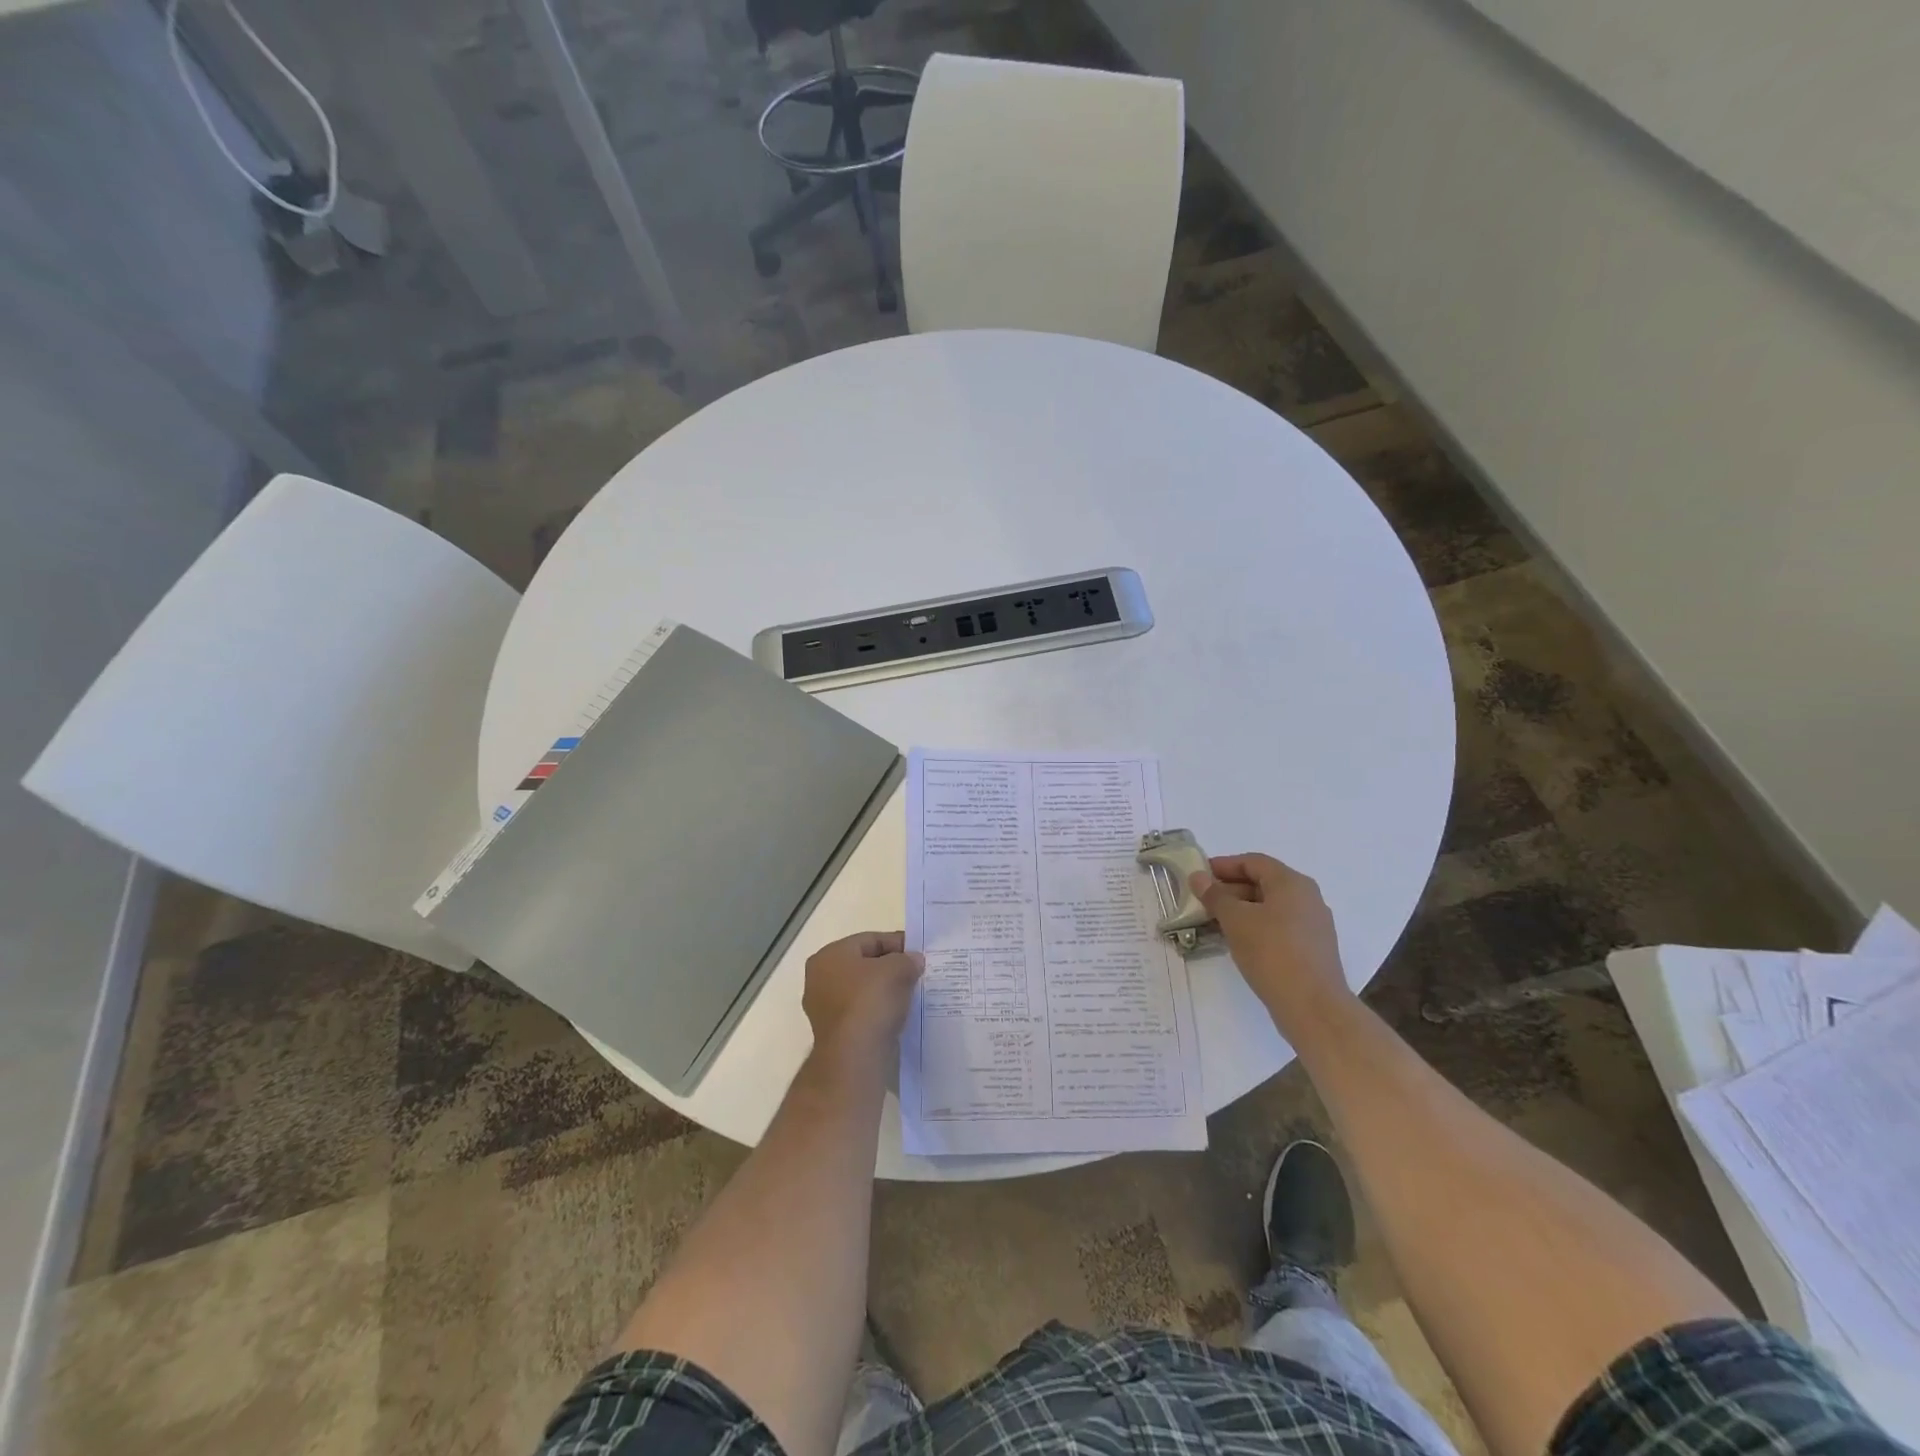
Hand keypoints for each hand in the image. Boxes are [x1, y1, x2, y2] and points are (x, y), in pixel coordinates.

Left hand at [801, 931, 923, 1068]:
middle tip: (917, 972)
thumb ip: (907, 959)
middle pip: (864, 965)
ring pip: (863, 991)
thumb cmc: (870, 1002)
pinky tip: (899, 1015)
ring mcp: (825, 1009)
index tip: (919, 953)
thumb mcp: (897, 969)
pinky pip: (863, 1013)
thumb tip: (914, 960)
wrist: (855, 1057)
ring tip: (912, 994)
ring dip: (886, 991)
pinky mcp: (835, 1034)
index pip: (869, 940)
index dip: (897, 943)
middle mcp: (820, 979)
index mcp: (829, 956)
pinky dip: (880, 1012)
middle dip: (891, 967)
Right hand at [1191, 853, 1353, 1034]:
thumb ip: (1215, 895)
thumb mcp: (1235, 920)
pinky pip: (1279, 927)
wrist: (1313, 1007)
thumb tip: (1198, 877)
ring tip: (1214, 923)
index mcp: (1292, 883)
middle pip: (1263, 883)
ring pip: (1271, 907)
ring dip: (1241, 910)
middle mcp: (1307, 898)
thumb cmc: (1272, 953)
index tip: (1199, 876)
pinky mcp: (1313, 949)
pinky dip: (1256, 927)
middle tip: (1202, 901)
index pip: (1253, 862)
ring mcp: (1313, 925)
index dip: (1224, 865)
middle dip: (1230, 889)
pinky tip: (1238, 942)